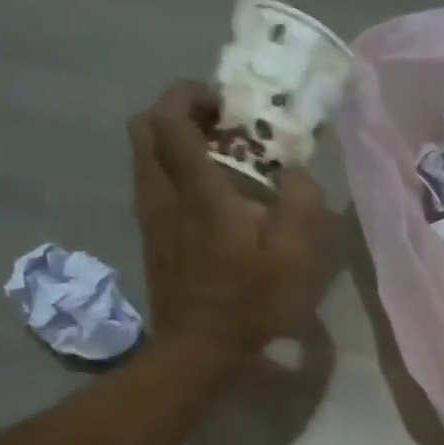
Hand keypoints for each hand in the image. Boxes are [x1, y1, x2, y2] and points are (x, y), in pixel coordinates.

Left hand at [128, 81, 326, 363]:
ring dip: (171, 144)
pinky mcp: (149, 239)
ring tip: (214, 162)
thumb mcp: (296, 255)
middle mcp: (163, 195)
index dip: (190, 95)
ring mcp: (150, 218)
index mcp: (198, 191)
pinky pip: (149, 185)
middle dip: (174, 112)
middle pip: (142, 128)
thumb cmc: (251, 301)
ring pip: (142, 157)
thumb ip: (301, 202)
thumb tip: (295, 172)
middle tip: (215, 127)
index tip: (224, 104)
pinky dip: (169, 174)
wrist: (199, 349)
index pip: (171, 118)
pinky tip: (204, 200)